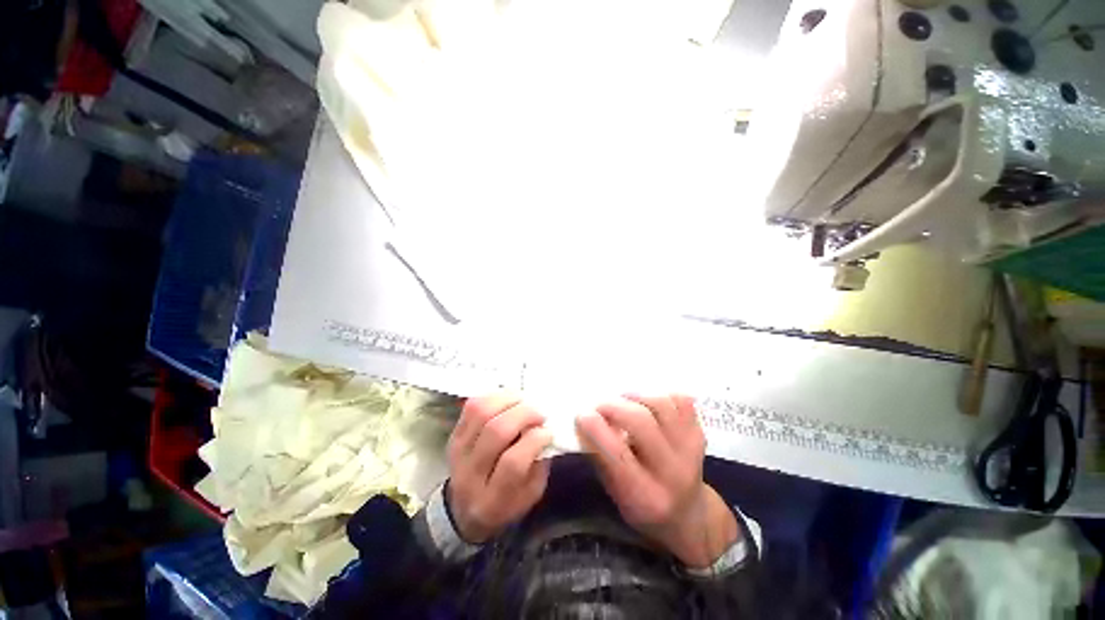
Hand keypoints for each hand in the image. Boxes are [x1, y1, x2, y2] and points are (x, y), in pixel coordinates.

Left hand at [446, 394, 552, 542]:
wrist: (465, 509)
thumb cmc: (507, 501)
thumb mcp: (531, 494)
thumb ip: (539, 464)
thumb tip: (545, 429)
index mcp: (494, 500)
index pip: (513, 462)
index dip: (534, 440)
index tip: (548, 431)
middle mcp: (470, 474)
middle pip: (496, 432)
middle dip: (523, 415)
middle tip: (539, 413)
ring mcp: (458, 452)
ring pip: (481, 413)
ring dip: (507, 400)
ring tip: (524, 401)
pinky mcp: (454, 434)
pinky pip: (472, 406)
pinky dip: (493, 396)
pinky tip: (508, 398)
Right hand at [576, 394, 738, 567]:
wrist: (688, 514)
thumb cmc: (641, 504)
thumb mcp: (614, 491)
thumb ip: (599, 456)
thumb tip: (584, 419)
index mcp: (645, 495)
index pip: (617, 454)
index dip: (596, 429)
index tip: (582, 414)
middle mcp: (672, 472)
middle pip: (642, 423)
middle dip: (614, 406)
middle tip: (600, 405)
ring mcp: (691, 450)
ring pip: (662, 405)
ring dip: (636, 397)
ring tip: (624, 401)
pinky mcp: (700, 432)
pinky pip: (681, 401)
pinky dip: (661, 395)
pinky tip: (649, 404)